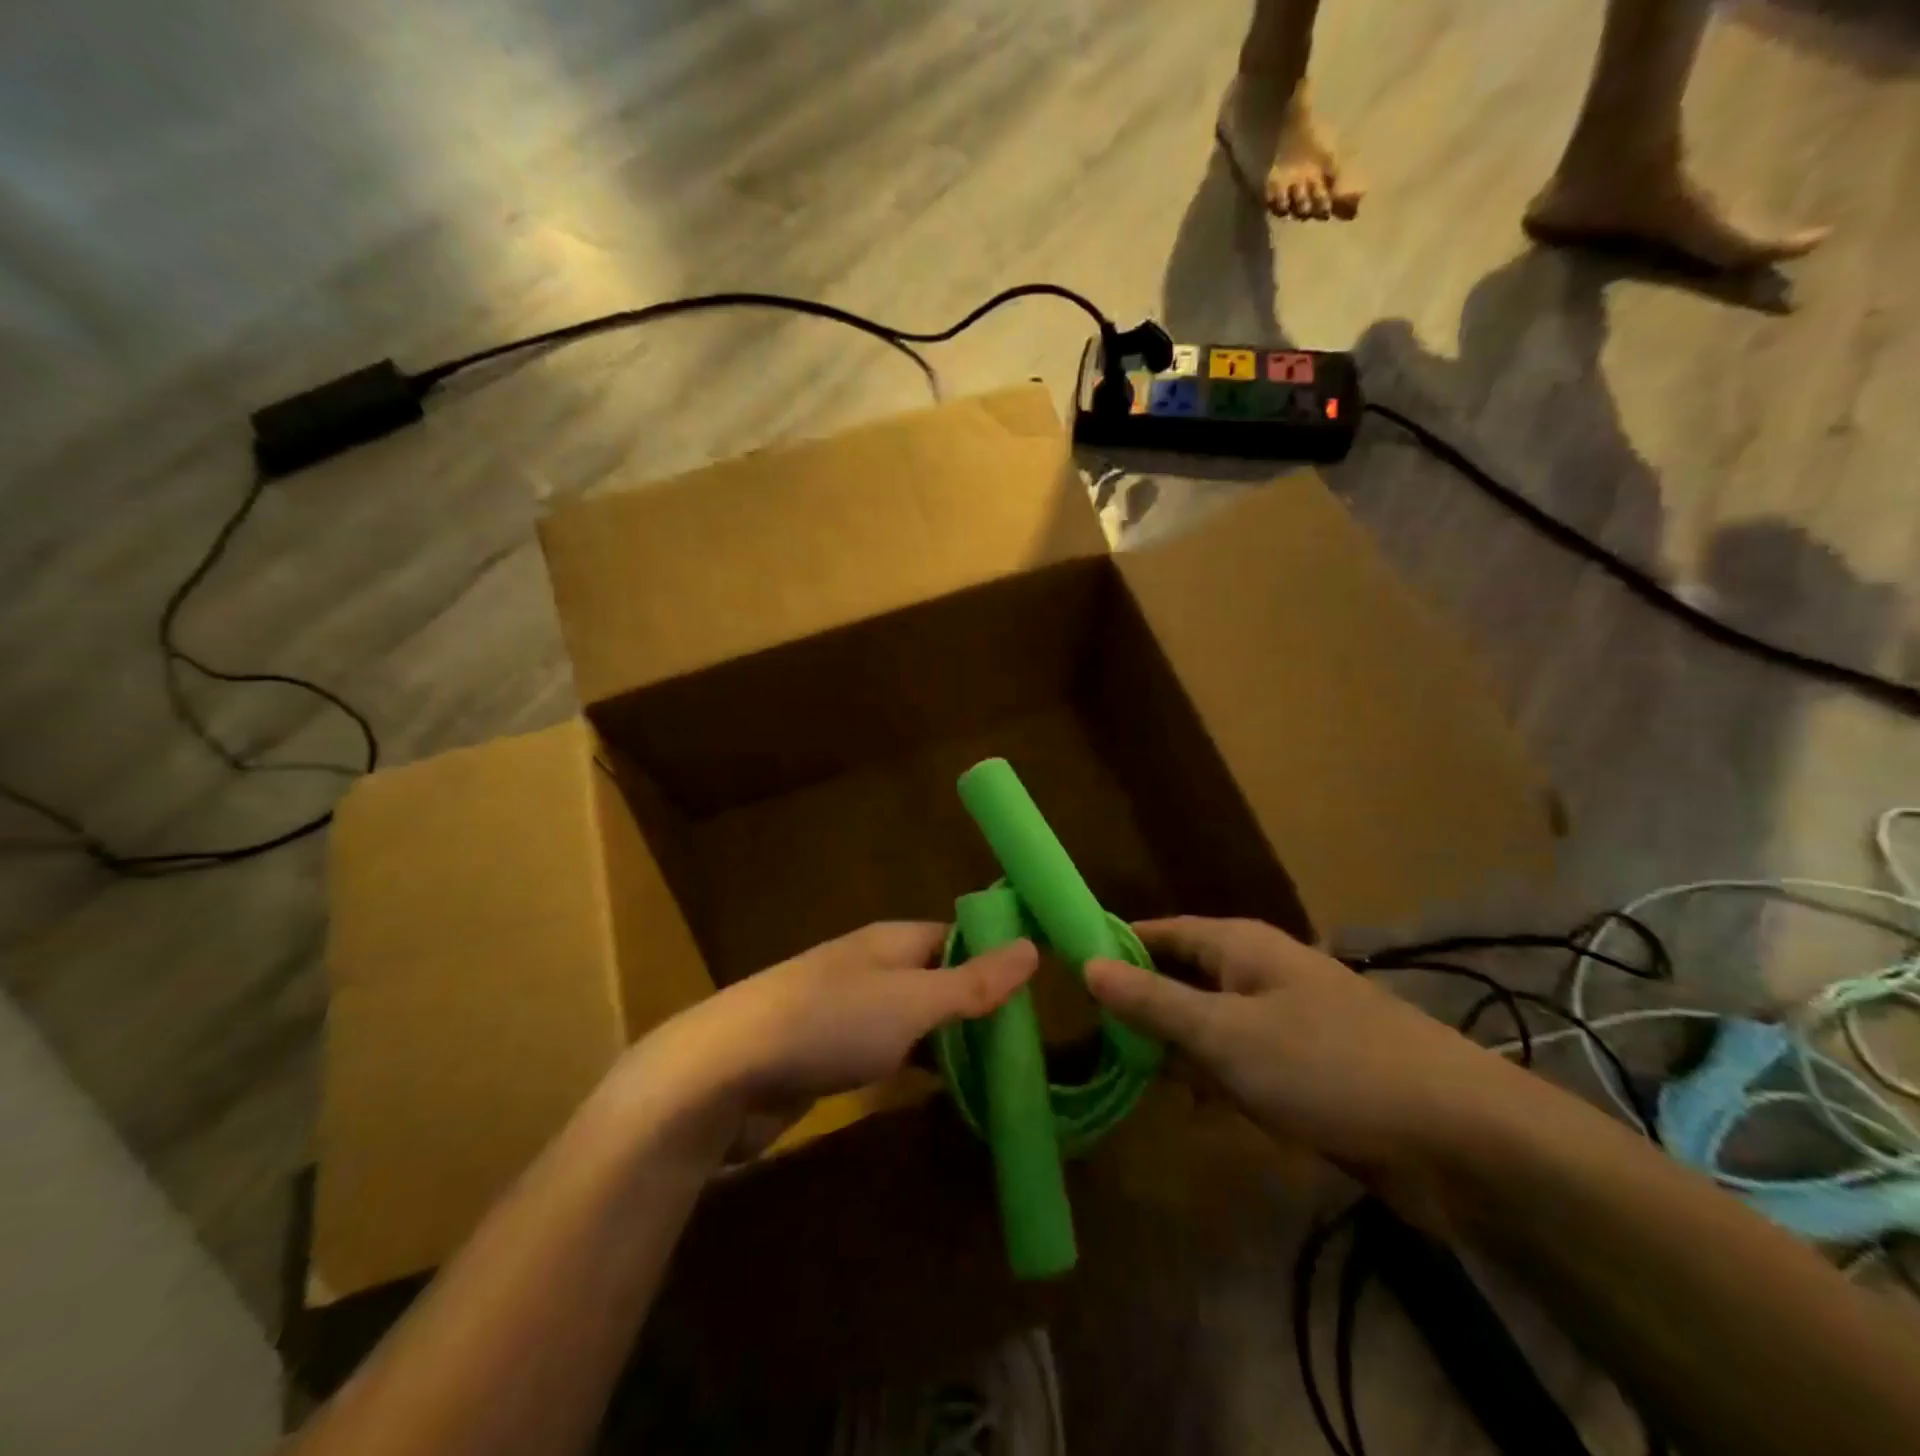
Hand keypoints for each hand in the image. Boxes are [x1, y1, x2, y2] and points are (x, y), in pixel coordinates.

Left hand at [617, 923, 1037, 1158]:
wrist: (724, 1071)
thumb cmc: (828, 1024)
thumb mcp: (912, 1002)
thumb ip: (971, 982)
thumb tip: (1032, 947)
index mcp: (892, 941)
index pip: (957, 938)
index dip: (994, 959)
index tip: (1037, 993)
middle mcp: (870, 967)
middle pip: (936, 978)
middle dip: (975, 1007)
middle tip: (1026, 1044)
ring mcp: (845, 1010)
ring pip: (912, 1018)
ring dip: (947, 1041)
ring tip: (997, 1072)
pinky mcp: (826, 1053)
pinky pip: (886, 1052)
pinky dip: (914, 1066)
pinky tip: (939, 1092)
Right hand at [1085, 917, 1527, 1182]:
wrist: (1459, 1138)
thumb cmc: (1328, 1067)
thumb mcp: (1225, 1035)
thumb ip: (1153, 1002)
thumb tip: (1087, 964)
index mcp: (1239, 945)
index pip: (1158, 932)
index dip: (1114, 946)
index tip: (1065, 968)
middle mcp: (1258, 972)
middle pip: (1180, 978)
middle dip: (1140, 1008)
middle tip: (1088, 1039)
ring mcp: (1283, 1020)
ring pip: (1207, 1025)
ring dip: (1175, 1051)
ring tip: (1127, 1078)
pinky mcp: (1303, 1067)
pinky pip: (1240, 1063)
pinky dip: (1215, 1081)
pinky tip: (1196, 1109)